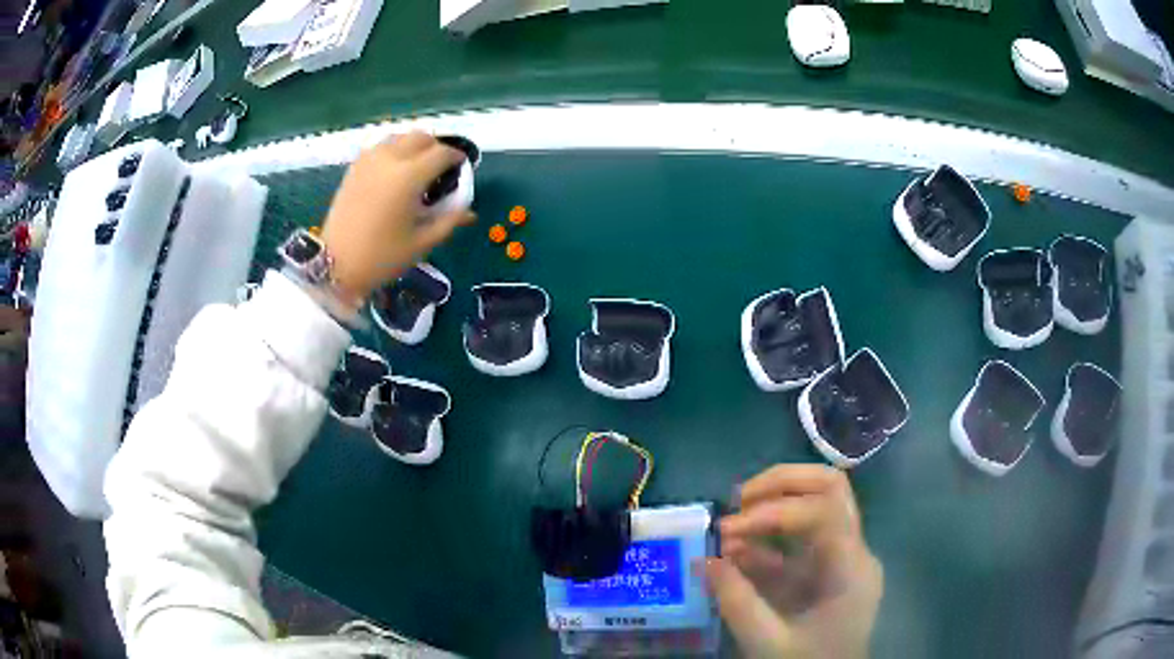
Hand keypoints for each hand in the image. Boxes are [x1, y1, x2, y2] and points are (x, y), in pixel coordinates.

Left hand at [321, 132, 475, 304]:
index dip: (457, 158)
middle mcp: (390, 159)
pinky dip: (394, 150)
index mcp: (409, 176)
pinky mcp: (355, 167)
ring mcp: (369, 160)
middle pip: (421, 137)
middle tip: (441, 169)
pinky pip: (381, 147)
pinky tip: (395, 172)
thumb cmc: (382, 257)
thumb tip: (470, 211)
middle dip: (436, 148)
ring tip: (418, 168)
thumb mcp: (422, 242)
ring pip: (400, 137)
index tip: (462, 168)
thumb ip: (450, 220)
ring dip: (414, 146)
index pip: (442, 153)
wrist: (335, 264)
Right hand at [707, 465, 882, 658]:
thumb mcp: (768, 642)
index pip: (824, 510)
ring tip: (732, 522)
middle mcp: (855, 551)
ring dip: (774, 502)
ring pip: (819, 502)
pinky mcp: (828, 569)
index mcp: (851, 569)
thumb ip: (737, 602)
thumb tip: (704, 561)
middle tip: (738, 500)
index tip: (728, 530)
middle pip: (830, 487)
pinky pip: (802, 538)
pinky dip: (770, 536)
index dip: (773, 511)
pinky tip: (737, 550)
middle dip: (780, 484)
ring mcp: (844, 557)